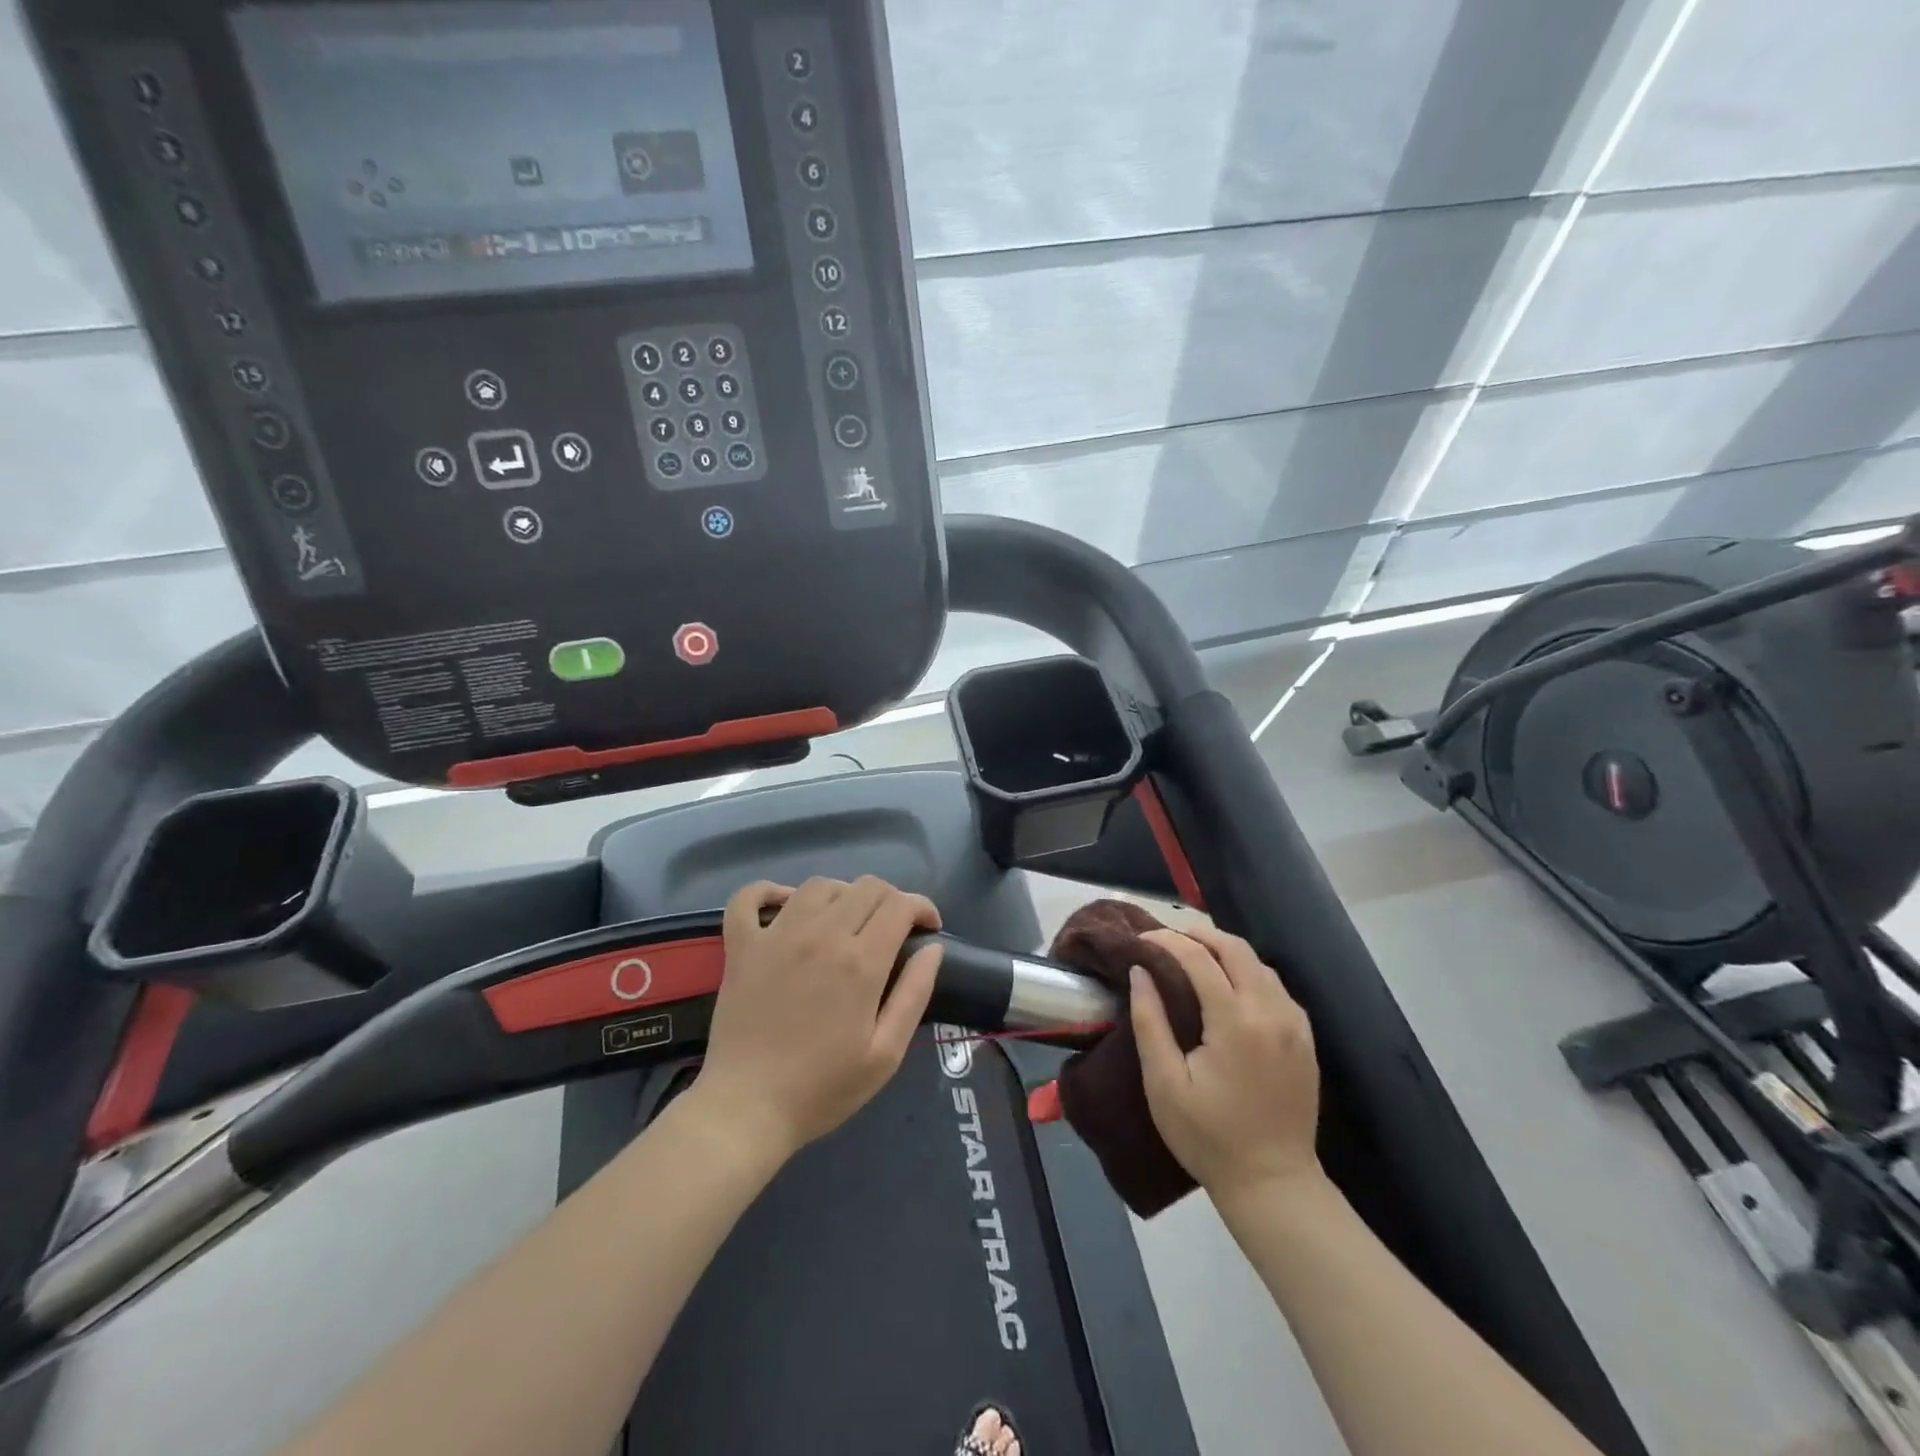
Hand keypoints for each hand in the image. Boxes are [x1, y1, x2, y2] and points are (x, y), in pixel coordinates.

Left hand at [691, 877, 943, 1162]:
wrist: (747, 1109)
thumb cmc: (823, 1088)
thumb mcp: (886, 1054)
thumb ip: (914, 994)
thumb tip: (932, 948)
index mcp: (860, 961)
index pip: (900, 905)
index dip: (922, 907)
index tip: (928, 928)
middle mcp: (820, 934)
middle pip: (865, 887)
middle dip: (891, 899)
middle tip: (893, 928)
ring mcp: (776, 936)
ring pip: (819, 885)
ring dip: (843, 894)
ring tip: (847, 920)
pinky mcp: (742, 946)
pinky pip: (749, 897)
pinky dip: (768, 891)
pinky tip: (785, 903)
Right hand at [1130, 924, 1321, 1201]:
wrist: (1273, 1184)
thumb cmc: (1208, 1136)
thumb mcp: (1164, 1083)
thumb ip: (1150, 1021)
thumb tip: (1140, 971)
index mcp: (1235, 1021)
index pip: (1199, 958)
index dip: (1167, 940)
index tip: (1141, 938)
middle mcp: (1271, 1012)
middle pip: (1235, 949)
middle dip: (1198, 935)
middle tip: (1166, 940)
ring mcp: (1294, 1024)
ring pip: (1259, 963)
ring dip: (1224, 951)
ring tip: (1192, 957)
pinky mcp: (1305, 1038)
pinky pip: (1275, 986)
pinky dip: (1248, 972)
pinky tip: (1228, 985)